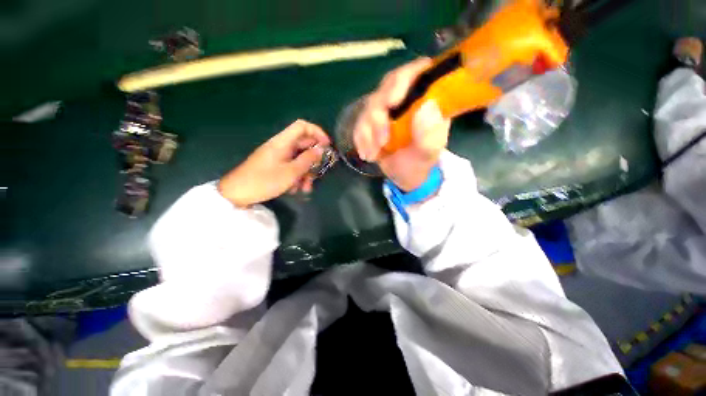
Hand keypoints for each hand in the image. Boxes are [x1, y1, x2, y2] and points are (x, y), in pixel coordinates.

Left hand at [218, 120, 330, 206]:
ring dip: (306, 173)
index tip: (327, 146)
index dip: (317, 132)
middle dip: (313, 160)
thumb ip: (307, 160)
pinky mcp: (275, 166)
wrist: (237, 193)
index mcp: (283, 142)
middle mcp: (281, 146)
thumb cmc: (264, 181)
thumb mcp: (291, 172)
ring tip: (306, 188)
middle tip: (319, 173)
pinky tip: (295, 190)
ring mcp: (278, 156)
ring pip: (299, 159)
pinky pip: (291, 167)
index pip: (302, 126)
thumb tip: (321, 149)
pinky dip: (297, 176)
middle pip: (304, 145)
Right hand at [353, 58, 451, 191]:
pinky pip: (359, 123)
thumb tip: (427, 106)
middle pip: (388, 85)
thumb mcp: (429, 152)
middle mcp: (406, 98)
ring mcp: (387, 109)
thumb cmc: (420, 162)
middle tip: (382, 139)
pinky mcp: (372, 122)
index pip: (418, 72)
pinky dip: (361, 139)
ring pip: (370, 105)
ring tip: (375, 153)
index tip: (392, 101)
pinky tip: (368, 154)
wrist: (404, 175)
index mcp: (426, 99)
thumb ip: (430, 134)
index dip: (404, 78)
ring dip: (369, 132)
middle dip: (379, 113)